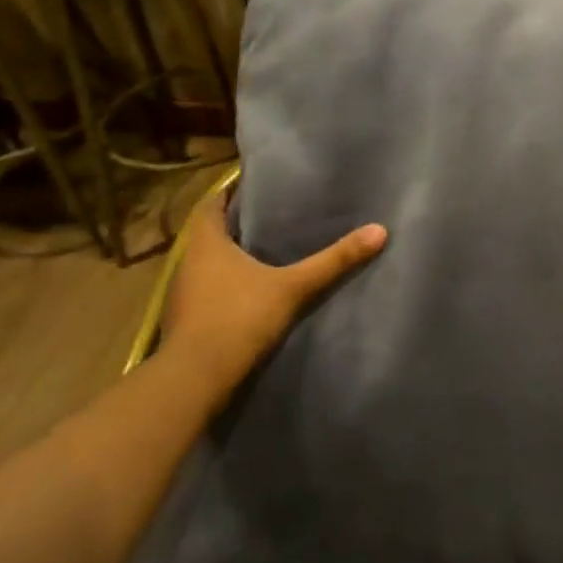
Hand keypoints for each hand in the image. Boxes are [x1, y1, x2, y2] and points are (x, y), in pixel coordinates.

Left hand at [160, 183, 386, 391]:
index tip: (256, 184)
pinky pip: (209, 288)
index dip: (231, 191)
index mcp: (205, 242)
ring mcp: (183, 292)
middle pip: (211, 232)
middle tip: (272, 214)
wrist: (196, 378)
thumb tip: (379, 231)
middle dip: (238, 223)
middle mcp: (188, 261)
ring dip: (232, 255)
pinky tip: (253, 289)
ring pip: (209, 262)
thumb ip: (333, 260)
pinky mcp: (187, 319)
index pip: (212, 203)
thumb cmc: (240, 318)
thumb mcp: (294, 286)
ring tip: (267, 249)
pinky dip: (228, 283)